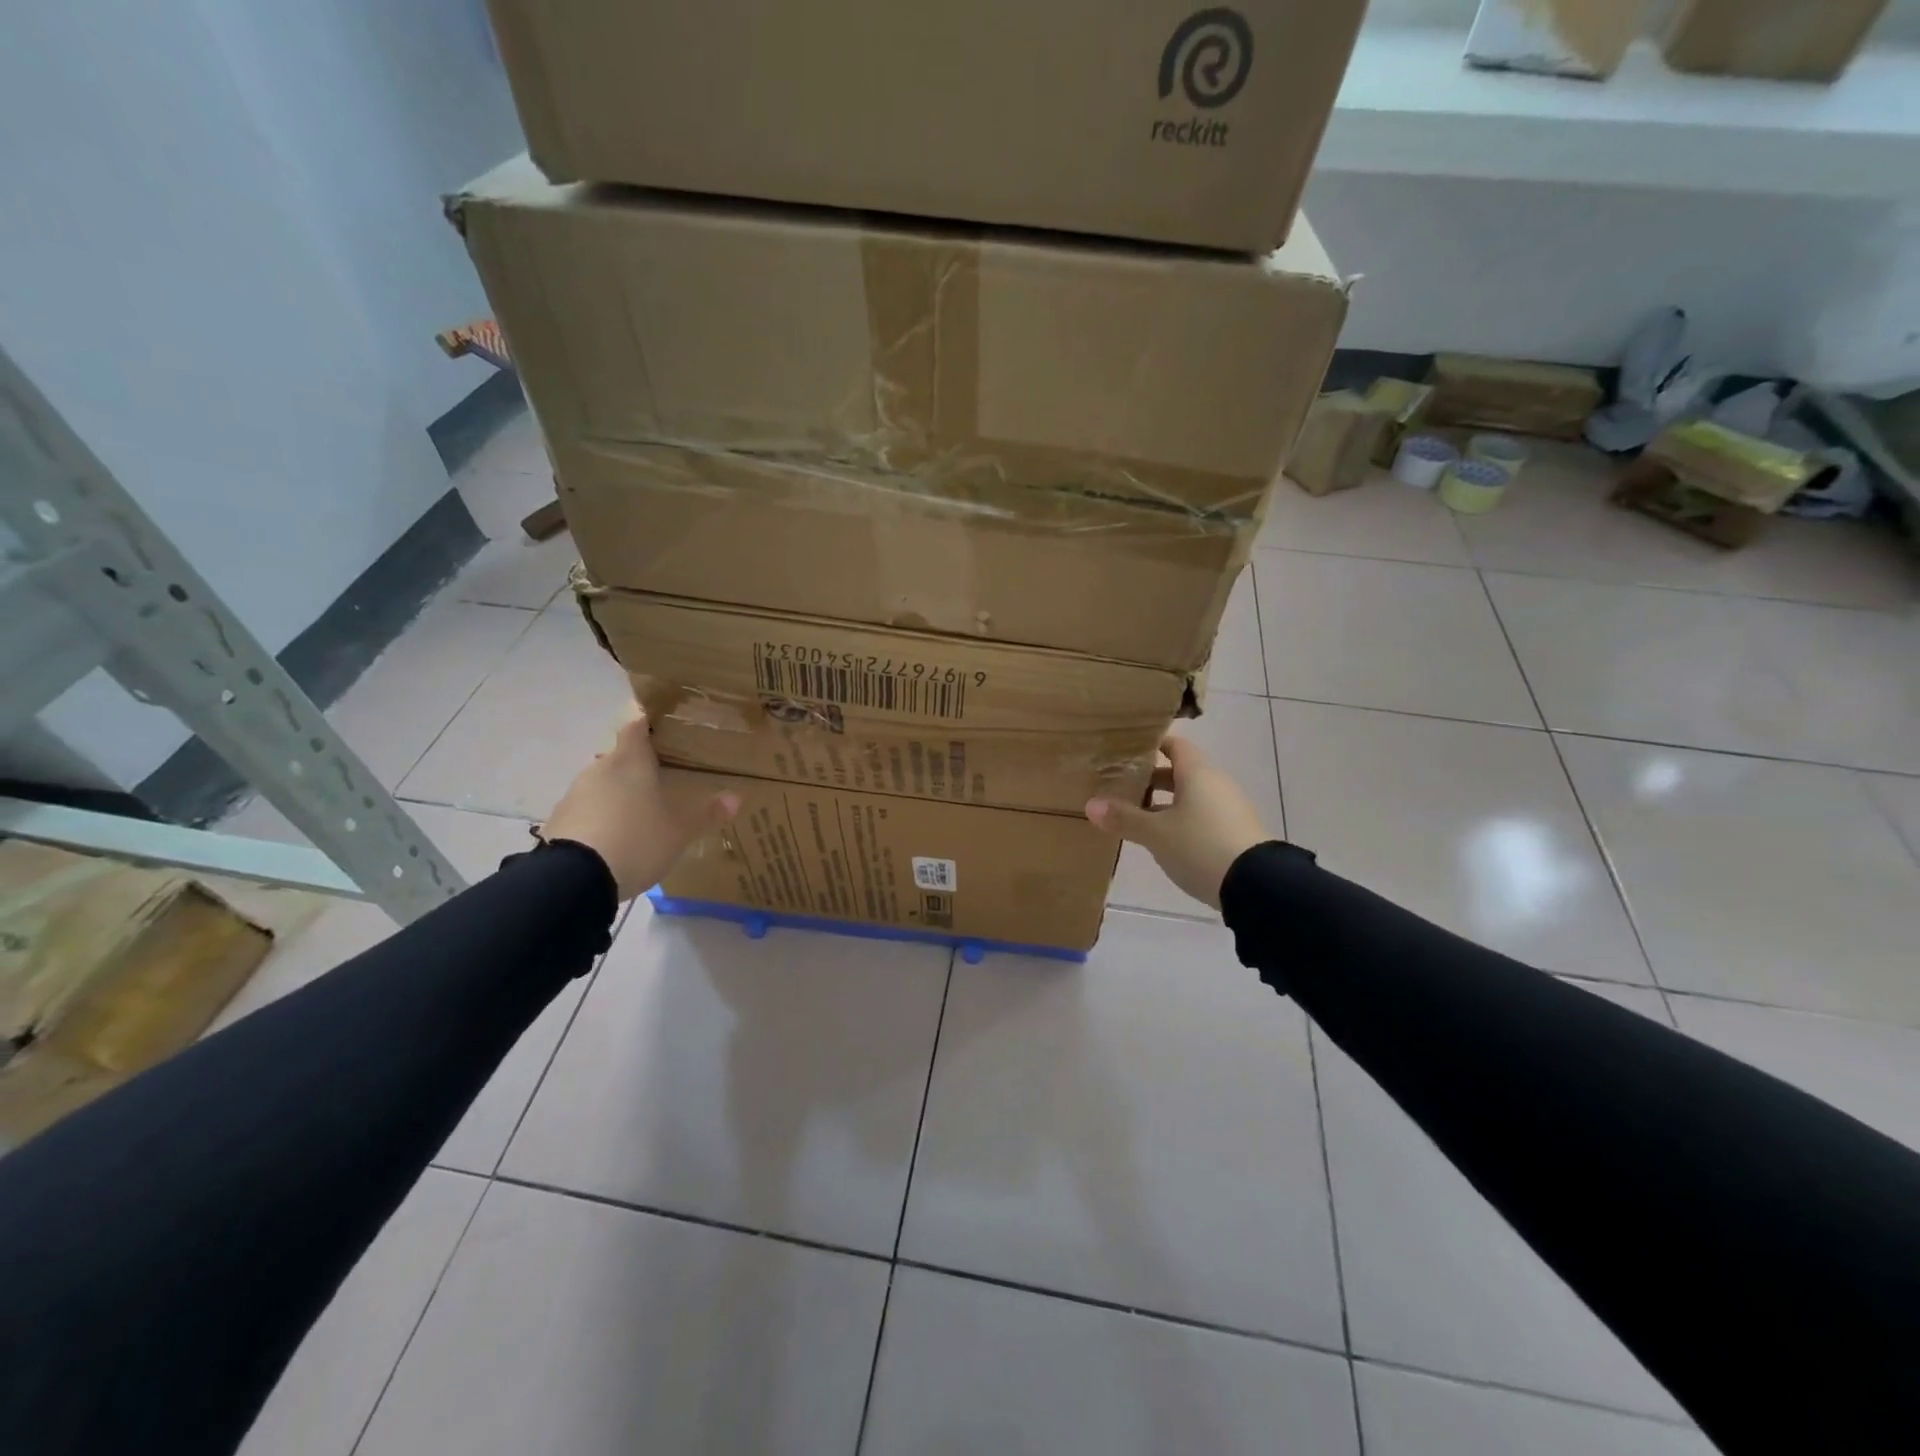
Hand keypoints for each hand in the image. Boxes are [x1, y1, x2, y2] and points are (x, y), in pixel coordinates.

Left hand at [541, 707, 740, 899]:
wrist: (574, 879)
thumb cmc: (637, 839)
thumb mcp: (680, 831)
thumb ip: (707, 813)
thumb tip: (736, 798)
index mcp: (631, 759)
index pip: (637, 724)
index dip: (649, 720)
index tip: (663, 723)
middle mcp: (600, 767)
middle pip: (620, 756)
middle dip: (639, 765)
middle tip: (663, 778)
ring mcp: (576, 793)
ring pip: (604, 783)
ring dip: (620, 793)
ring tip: (641, 813)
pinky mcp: (560, 820)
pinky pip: (588, 809)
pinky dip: (602, 816)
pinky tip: (616, 837)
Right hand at [1086, 735, 1271, 910]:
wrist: (1257, 886)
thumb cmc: (1200, 846)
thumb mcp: (1156, 834)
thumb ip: (1124, 818)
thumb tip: (1090, 805)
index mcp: (1198, 772)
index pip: (1174, 744)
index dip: (1150, 745)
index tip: (1125, 751)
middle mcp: (1215, 783)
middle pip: (1180, 771)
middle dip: (1151, 779)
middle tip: (1121, 787)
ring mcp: (1229, 808)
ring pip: (1191, 796)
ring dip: (1165, 803)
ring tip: (1136, 817)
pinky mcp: (1235, 831)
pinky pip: (1202, 815)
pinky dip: (1181, 820)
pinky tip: (1164, 840)